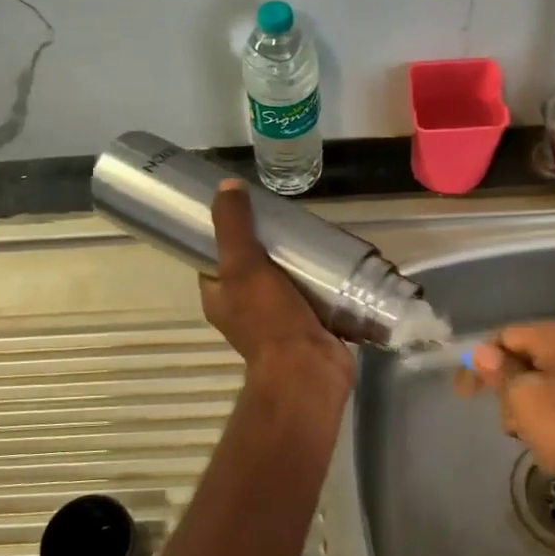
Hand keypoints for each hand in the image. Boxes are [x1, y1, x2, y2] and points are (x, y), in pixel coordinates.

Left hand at [199, 180, 353, 393]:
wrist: (309, 370)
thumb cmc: (269, 319)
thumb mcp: (243, 265)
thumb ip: (233, 226)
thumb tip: (227, 186)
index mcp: (220, 297)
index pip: (217, 258)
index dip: (227, 233)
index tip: (249, 209)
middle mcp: (246, 309)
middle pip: (256, 267)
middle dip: (274, 245)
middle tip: (292, 219)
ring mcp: (280, 320)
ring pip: (288, 280)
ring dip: (301, 262)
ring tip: (318, 233)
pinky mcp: (311, 325)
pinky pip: (315, 296)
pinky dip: (325, 280)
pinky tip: (337, 259)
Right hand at [457, 322, 554, 520]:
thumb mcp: (525, 401)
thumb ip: (501, 372)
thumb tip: (484, 352)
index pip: (508, 335)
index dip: (481, 363)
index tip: (465, 395)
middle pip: (531, 355)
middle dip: (511, 388)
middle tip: (511, 426)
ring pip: (554, 377)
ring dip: (534, 403)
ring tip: (536, 439)